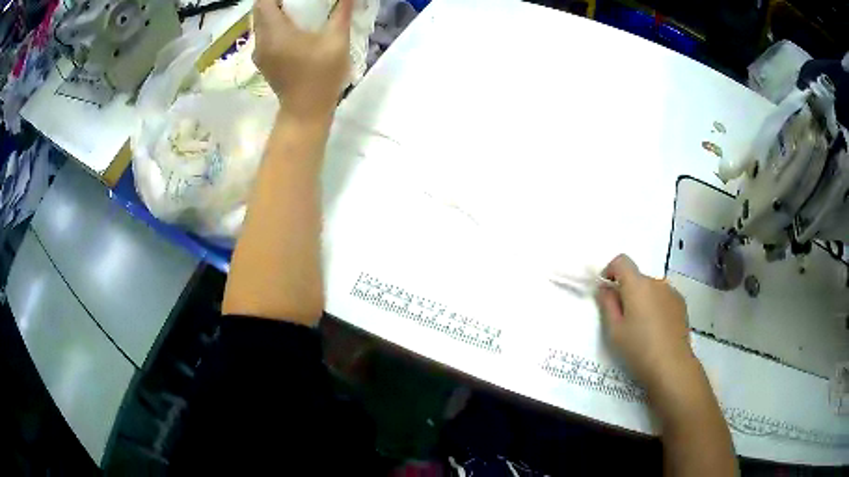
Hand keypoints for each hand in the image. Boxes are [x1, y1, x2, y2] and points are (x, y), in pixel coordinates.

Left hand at [252, 0, 352, 123]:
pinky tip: (291, 30)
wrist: (306, 112)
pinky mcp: (263, 63)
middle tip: (296, 1)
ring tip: (295, 12)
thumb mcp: (337, 41)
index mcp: (274, 33)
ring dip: (273, 14)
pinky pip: (263, 37)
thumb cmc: (321, 76)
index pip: (263, 2)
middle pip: (259, 12)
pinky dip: (273, 27)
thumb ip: (341, 13)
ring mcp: (260, 54)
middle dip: (275, 1)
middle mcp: (261, 41)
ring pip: (260, 25)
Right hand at [595, 254, 695, 393]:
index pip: (621, 261)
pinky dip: (656, 306)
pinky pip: (663, 298)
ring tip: (641, 327)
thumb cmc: (639, 348)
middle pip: (636, 277)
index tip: (606, 291)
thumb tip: (604, 288)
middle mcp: (656, 282)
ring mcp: (671, 292)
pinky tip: (656, 330)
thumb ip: (607, 304)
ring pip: (650, 289)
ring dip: (642, 300)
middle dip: (626, 291)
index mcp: (637, 285)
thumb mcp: (614, 330)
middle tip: (622, 319)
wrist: (672, 365)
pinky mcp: (681, 304)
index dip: (610, 271)